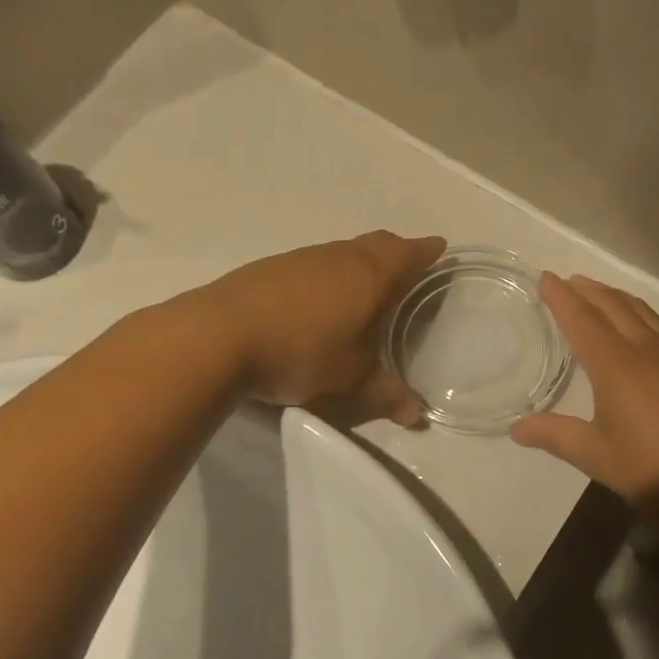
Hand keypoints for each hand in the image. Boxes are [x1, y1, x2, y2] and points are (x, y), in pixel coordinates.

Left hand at [202, 231, 445, 423]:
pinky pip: (314, 264)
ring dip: (360, 263)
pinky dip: (328, 275)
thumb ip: (385, 393)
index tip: (439, 249)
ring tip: (364, 289)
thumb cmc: (301, 352)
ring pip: (343, 252)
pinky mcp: (270, 268)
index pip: (408, 253)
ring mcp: (302, 259)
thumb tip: (415, 415)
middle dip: (397, 252)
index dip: (426, 251)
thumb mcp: (349, 380)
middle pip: (377, 243)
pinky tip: (317, 302)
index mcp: (369, 275)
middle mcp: (339, 257)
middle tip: (407, 269)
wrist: (218, 336)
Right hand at [510, 274, 658, 537]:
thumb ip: (558, 436)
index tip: (546, 278)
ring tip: (598, 292)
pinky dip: (638, 312)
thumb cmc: (658, 469)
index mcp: (617, 365)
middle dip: (588, 290)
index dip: (562, 298)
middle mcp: (646, 349)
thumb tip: (516, 428)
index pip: (582, 320)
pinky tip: (639, 326)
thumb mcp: (600, 458)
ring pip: (640, 311)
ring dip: (615, 296)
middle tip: (567, 280)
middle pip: (613, 306)